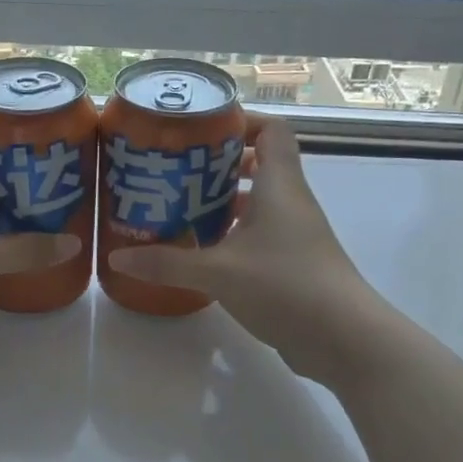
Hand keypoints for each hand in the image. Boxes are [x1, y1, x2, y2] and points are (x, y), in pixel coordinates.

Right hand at [107, 115, 383, 384]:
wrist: (345, 339)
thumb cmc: (286, 286)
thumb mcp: (219, 272)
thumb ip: (168, 262)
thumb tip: (117, 256)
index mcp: (280, 185)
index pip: (272, 130)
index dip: (241, 122)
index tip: (201, 131)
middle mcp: (290, 202)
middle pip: (260, 163)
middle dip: (218, 164)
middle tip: (176, 170)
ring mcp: (294, 234)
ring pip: (257, 202)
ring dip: (223, 201)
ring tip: (179, 207)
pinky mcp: (292, 263)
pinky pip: (258, 234)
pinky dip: (231, 233)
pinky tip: (201, 249)